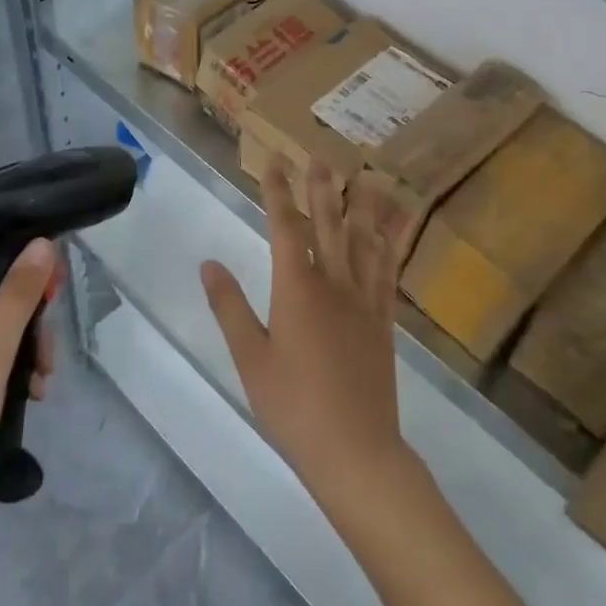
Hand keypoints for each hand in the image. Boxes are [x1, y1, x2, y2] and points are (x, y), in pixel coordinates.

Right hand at [199, 159, 413, 511]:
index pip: (285, 227)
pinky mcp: (384, 320)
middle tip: (320, 155)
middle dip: (321, 187)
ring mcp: (364, 301)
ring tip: (367, 175)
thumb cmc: (293, 407)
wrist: (355, 450)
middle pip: (328, 224)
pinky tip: (396, 228)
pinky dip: (392, 243)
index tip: (273, 160)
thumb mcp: (250, 359)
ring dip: (363, 205)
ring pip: (364, 240)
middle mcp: (334, 284)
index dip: (278, 191)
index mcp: (296, 290)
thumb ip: (230, 307)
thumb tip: (209, 263)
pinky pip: (389, 271)